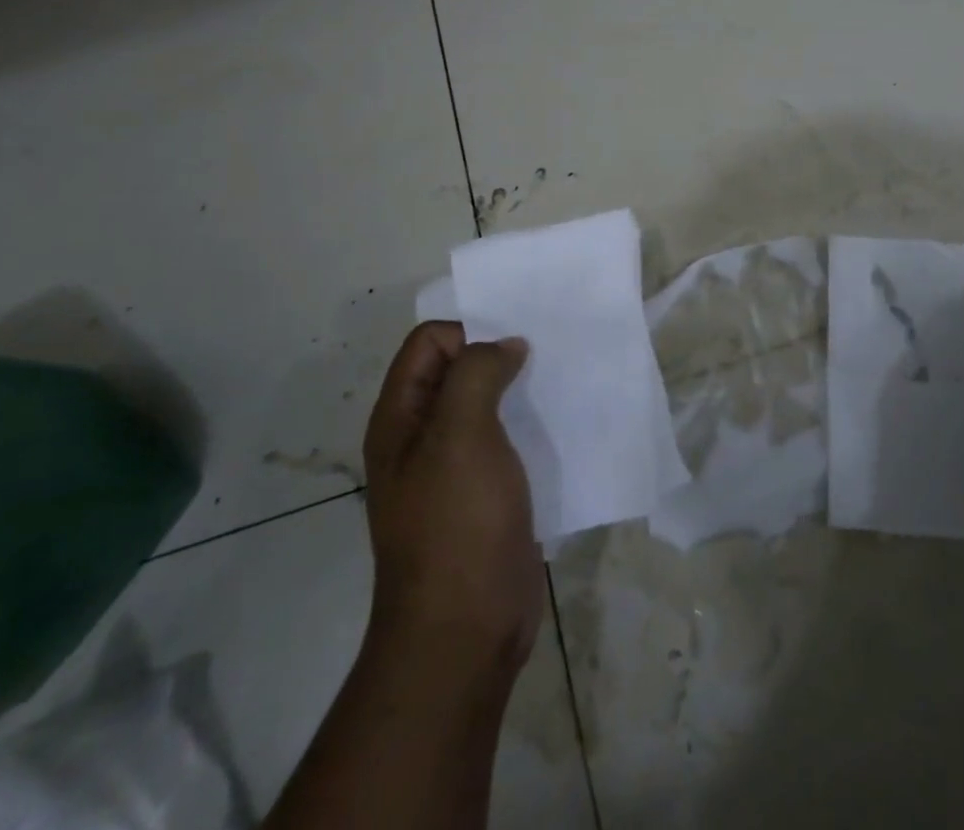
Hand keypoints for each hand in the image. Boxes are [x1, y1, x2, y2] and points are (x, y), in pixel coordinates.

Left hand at [363, 322, 542, 680]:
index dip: (469, 333)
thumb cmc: (457, 524)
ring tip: (560, 382)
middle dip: (499, 354)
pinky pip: (507, 440)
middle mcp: (422, 437)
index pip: (428, 343)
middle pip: (457, 369)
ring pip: (487, 404)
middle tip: (546, 354)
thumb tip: (505, 346)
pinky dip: (530, 423)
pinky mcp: (487, 494)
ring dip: (519, 388)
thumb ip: (477, 374)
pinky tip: (561, 424)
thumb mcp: (460, 434)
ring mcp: (454, 469)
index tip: (514, 347)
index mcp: (401, 418)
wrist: (466, 630)